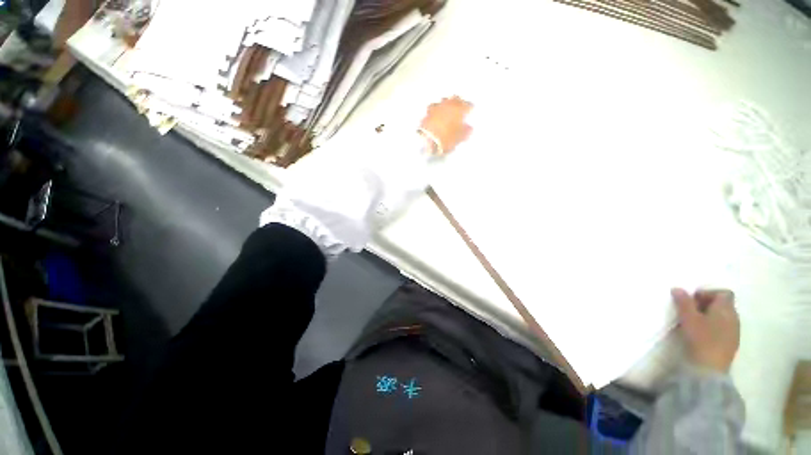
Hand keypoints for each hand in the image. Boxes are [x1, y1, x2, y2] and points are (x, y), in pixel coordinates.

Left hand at [419, 96, 472, 154]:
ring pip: (444, 100)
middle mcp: (449, 105)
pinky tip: (437, 113)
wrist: (427, 140)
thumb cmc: (446, 139)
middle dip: (459, 102)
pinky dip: (437, 109)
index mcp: (459, 110)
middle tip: (460, 107)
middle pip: (456, 99)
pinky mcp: (427, 112)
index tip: (470, 111)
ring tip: (448, 109)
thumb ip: (466, 132)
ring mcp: (437, 107)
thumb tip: (469, 128)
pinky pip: (434, 107)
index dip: (470, 108)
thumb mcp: (459, 138)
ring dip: (447, 103)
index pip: (468, 105)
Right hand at [672, 288, 739, 372]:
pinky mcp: (731, 343)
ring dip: (710, 317)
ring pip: (723, 317)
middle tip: (690, 311)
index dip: (708, 293)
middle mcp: (734, 317)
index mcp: (726, 309)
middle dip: (707, 305)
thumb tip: (678, 288)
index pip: (723, 293)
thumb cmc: (701, 338)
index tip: (693, 300)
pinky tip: (702, 335)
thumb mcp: (688, 318)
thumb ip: (683, 302)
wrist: (710, 368)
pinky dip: (713, 327)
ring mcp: (734, 331)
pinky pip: (723, 328)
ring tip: (694, 324)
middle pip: (723, 304)